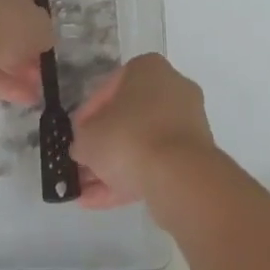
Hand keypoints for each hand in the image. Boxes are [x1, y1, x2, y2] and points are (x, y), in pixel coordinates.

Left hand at [0, 0, 51, 104]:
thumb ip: (44, 30)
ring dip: (11, 65)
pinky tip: (19, 98)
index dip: (33, 6)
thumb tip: (42, 37)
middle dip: (21, 43)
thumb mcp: (40, 25)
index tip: (41, 28)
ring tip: (33, 91)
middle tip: (39, 66)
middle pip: (2, 12)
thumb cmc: (4, 18)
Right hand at [71, 54, 216, 209]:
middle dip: (104, 144)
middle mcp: (172, 88)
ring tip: (86, 191)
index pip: (109, 88)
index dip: (88, 114)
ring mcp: (186, 123)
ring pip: (142, 144)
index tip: (77, 135)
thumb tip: (84, 147)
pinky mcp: (193, 156)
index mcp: (149, 68)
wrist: (179, 176)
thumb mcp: (89, 137)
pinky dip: (130, 179)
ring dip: (114, 166)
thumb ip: (82, 139)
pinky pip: (156, 164)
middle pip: (129, 117)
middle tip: (83, 163)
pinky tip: (101, 201)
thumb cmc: (129, 138)